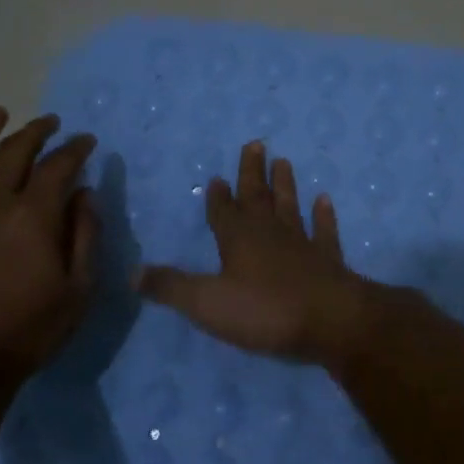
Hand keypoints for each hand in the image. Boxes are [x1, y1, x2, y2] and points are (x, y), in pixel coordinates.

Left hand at [0, 109, 98, 378]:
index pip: (58, 165)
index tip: (87, 141)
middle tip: (51, 123)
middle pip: (14, 150)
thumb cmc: (30, 329)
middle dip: (37, 131)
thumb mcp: (78, 289)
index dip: (75, 149)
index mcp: (34, 215)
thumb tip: (84, 195)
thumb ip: (85, 235)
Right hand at [136, 141, 374, 365]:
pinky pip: (325, 231)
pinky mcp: (328, 260)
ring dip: (285, 185)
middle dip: (253, 172)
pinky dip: (324, 216)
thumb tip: (133, 272)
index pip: (223, 211)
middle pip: (258, 197)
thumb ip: (171, 287)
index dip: (218, 196)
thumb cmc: (264, 311)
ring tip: (283, 161)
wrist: (330, 320)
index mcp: (238, 239)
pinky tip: (324, 200)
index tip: (217, 177)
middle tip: (256, 143)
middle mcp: (269, 233)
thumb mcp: (207, 303)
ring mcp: (302, 244)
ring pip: (290, 206)